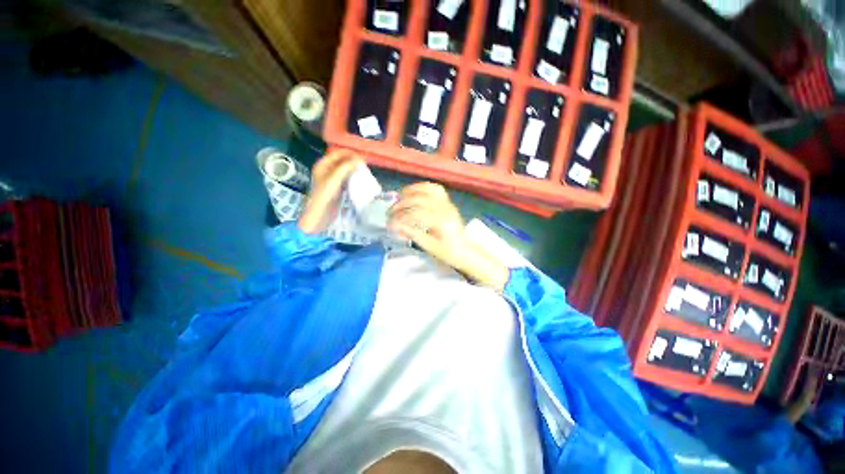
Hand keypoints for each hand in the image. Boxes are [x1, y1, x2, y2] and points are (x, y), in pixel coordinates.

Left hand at [298, 150, 363, 233]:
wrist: (320, 215)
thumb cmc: (324, 196)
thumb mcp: (334, 179)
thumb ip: (345, 168)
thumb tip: (359, 159)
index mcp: (323, 165)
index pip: (337, 154)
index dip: (349, 154)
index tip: (361, 158)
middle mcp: (327, 170)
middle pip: (342, 161)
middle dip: (353, 162)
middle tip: (364, 165)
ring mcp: (333, 180)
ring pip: (346, 170)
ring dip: (354, 170)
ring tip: (364, 172)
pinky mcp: (338, 188)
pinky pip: (347, 179)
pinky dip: (354, 178)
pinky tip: (360, 181)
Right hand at [389, 182, 508, 290]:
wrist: (466, 251)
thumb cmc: (448, 252)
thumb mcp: (429, 246)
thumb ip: (412, 234)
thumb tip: (395, 226)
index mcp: (441, 221)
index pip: (415, 214)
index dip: (400, 218)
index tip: (390, 224)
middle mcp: (444, 208)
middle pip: (419, 199)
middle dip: (402, 204)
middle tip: (391, 212)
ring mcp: (447, 204)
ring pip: (428, 189)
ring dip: (412, 190)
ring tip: (400, 197)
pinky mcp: (448, 203)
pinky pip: (436, 189)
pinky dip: (424, 187)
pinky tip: (415, 192)